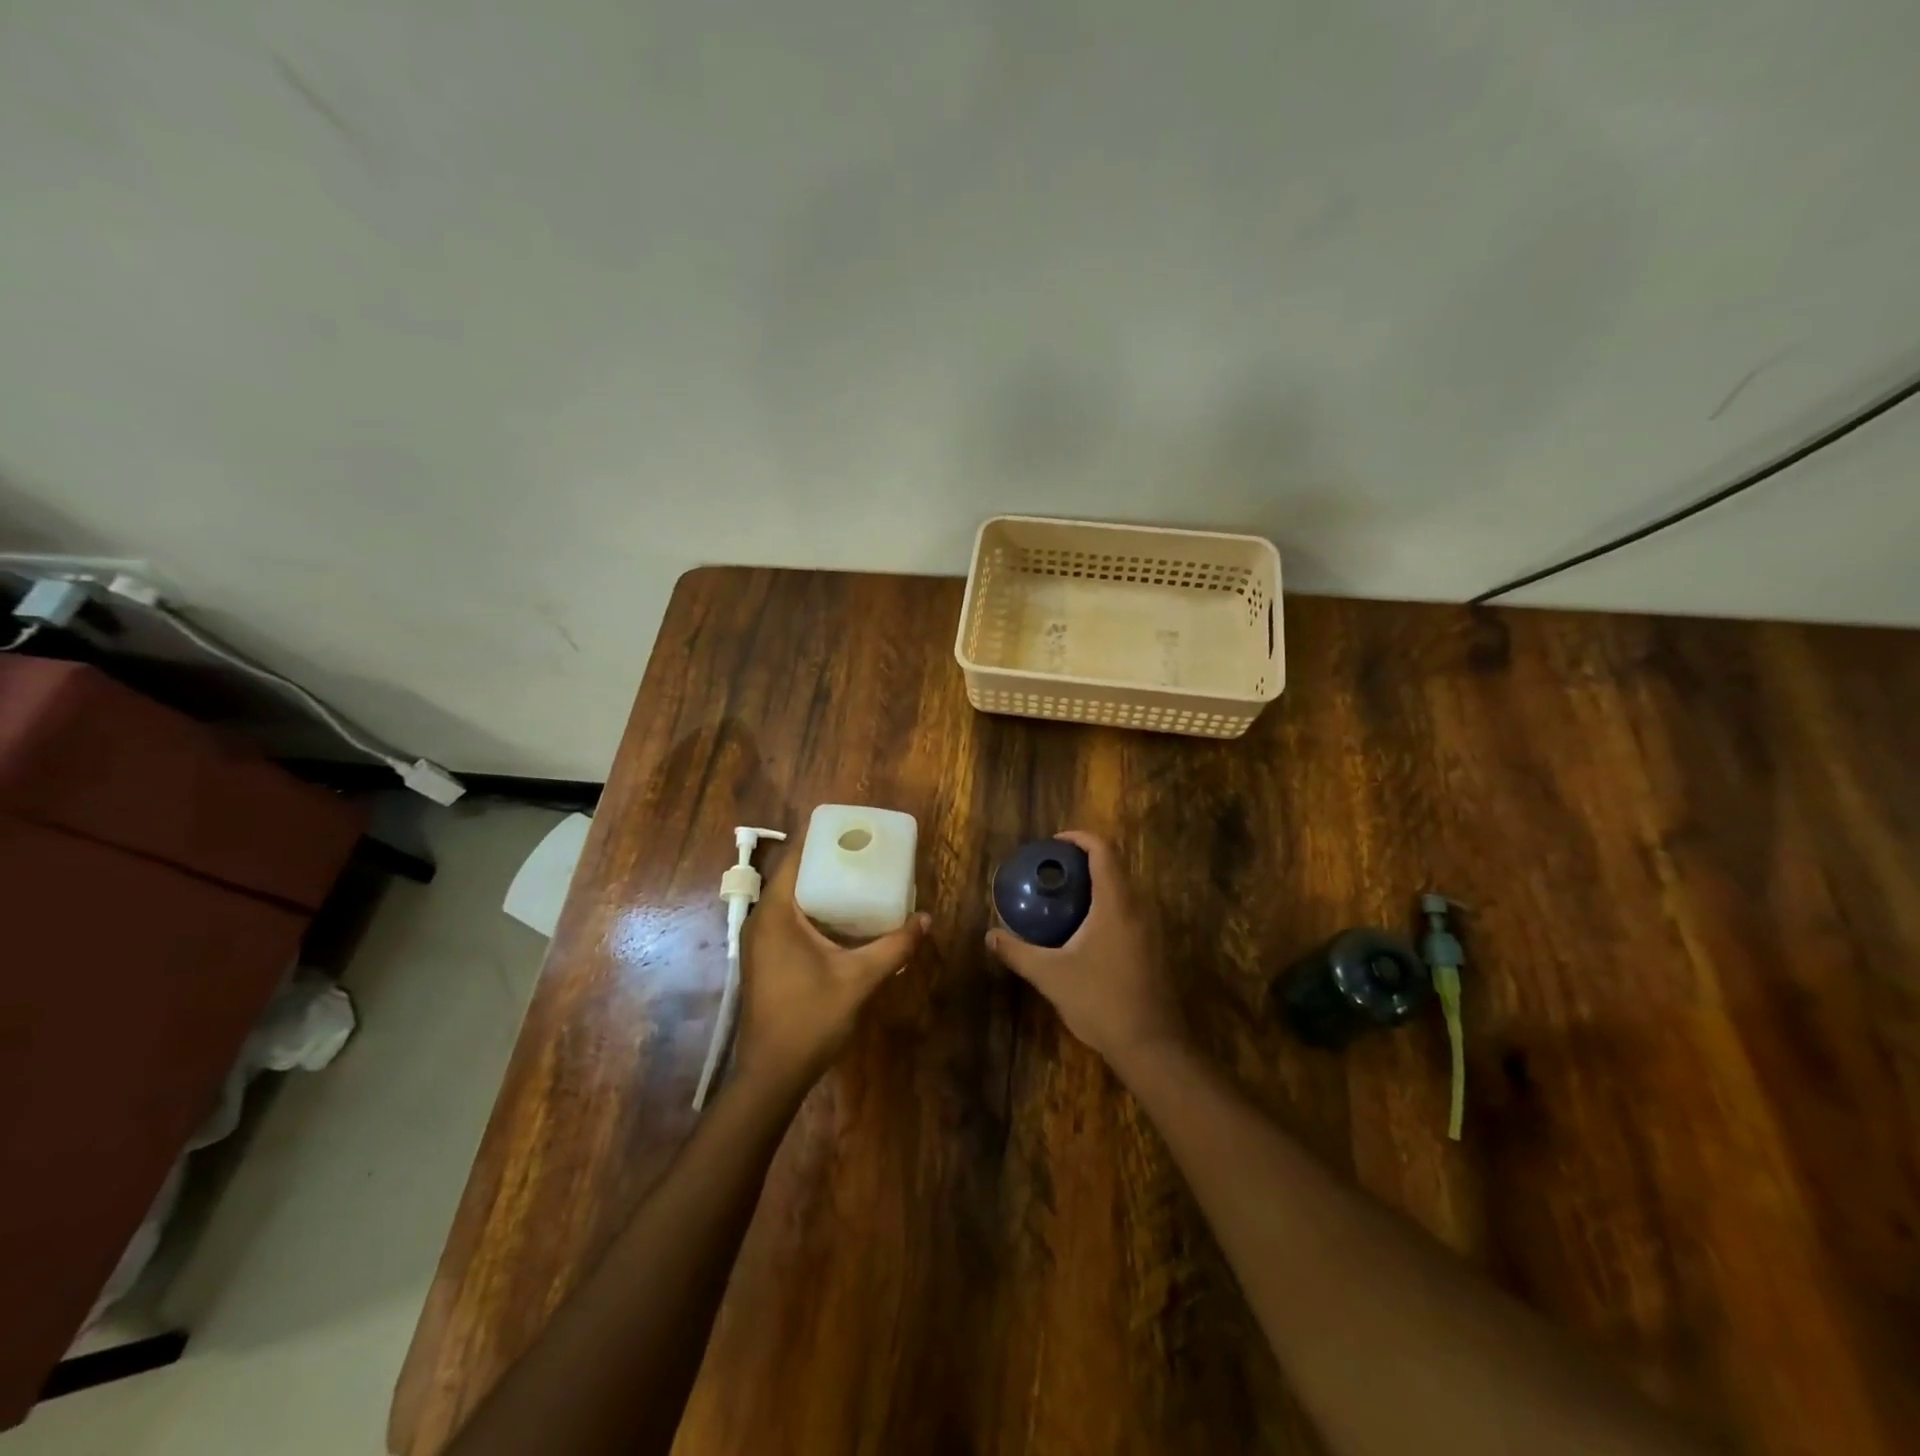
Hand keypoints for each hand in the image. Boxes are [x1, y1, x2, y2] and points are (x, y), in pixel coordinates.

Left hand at [735, 841, 928, 1089]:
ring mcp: (760, 942)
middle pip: (794, 874)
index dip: (821, 838)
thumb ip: (894, 946)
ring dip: (822, 886)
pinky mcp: (766, 959)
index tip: (852, 827)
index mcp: (776, 914)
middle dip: (828, 860)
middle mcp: (762, 920)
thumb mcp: (859, 979)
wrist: (772, 1074)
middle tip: (865, 851)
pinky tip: (844, 918)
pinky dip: (815, 909)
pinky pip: (790, 919)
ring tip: (860, 877)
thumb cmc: (810, 1018)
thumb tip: (926, 919)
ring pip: (792, 899)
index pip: (794, 857)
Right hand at [985, 831, 1185, 1068]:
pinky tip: (1083, 931)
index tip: (1054, 843)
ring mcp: (1150, 930)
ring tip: (1063, 897)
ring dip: (1096, 885)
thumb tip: (990, 935)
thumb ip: (1018, 952)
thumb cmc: (1100, 1001)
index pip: (1103, 851)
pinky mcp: (1153, 949)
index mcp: (1115, 904)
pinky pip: (1128, 912)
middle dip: (1084, 861)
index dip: (1079, 838)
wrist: (1150, 1045)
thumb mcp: (1050, 975)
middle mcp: (1138, 908)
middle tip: (1053, 870)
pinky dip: (1106, 907)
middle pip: (1115, 867)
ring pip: (1123, 891)